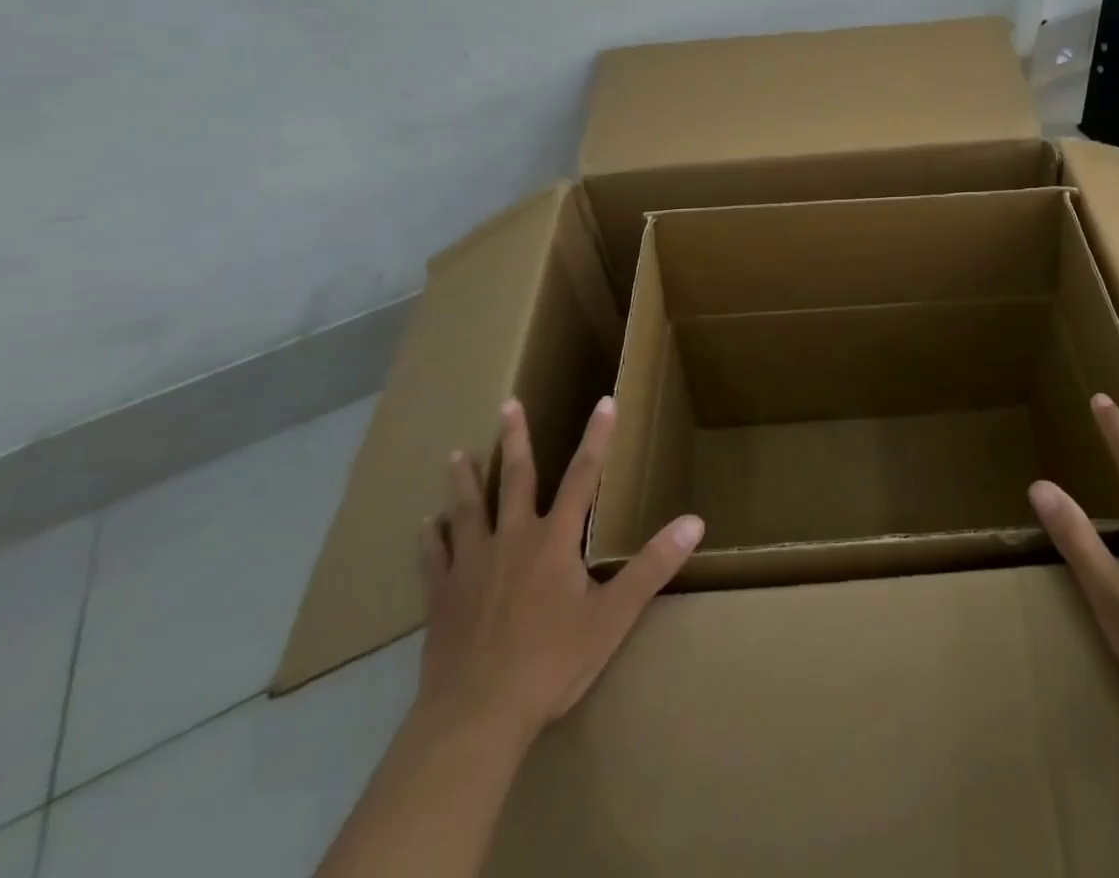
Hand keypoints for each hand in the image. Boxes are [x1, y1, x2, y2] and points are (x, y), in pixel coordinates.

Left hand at [416, 395, 703, 748]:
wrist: (476, 717)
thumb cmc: (551, 663)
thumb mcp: (613, 616)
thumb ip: (652, 567)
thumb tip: (694, 522)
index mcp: (555, 540)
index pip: (583, 476)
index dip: (597, 438)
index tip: (604, 401)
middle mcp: (512, 539)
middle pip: (515, 479)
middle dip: (515, 439)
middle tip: (508, 404)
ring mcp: (472, 566)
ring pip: (467, 510)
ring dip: (464, 480)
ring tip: (456, 454)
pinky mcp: (442, 597)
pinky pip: (433, 558)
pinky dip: (430, 539)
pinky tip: (424, 526)